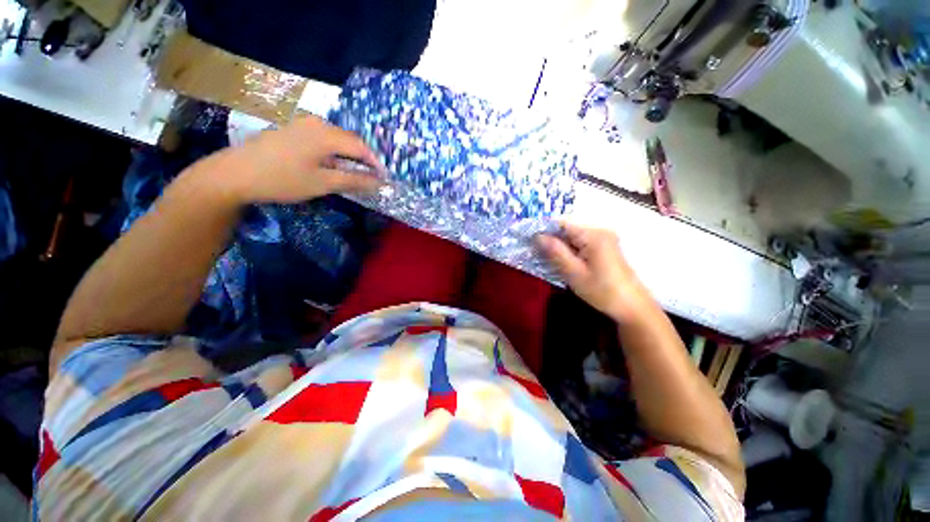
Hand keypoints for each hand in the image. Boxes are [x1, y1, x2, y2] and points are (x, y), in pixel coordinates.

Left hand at [209, 115, 383, 204]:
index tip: (384, 179)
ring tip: (353, 175)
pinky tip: (330, 167)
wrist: (233, 174)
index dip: (375, 163)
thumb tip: (379, 182)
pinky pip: (322, 140)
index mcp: (326, 134)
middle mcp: (316, 123)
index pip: (361, 146)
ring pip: (336, 140)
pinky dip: (333, 154)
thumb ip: (354, 181)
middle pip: (349, 140)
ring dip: (348, 157)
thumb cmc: (282, 179)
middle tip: (371, 178)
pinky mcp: (292, 131)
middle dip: (363, 159)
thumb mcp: (323, 183)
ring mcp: (302, 125)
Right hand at [536, 223, 651, 322]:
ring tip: (544, 258)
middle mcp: (599, 231)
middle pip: (567, 229)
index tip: (527, 239)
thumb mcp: (574, 273)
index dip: (542, 229)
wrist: (632, 307)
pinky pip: (580, 244)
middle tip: (534, 252)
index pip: (561, 223)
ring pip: (572, 238)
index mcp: (593, 235)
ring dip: (558, 246)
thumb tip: (537, 236)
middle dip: (550, 239)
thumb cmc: (602, 291)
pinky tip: (562, 262)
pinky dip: (569, 251)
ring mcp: (604, 239)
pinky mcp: (605, 248)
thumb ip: (555, 252)